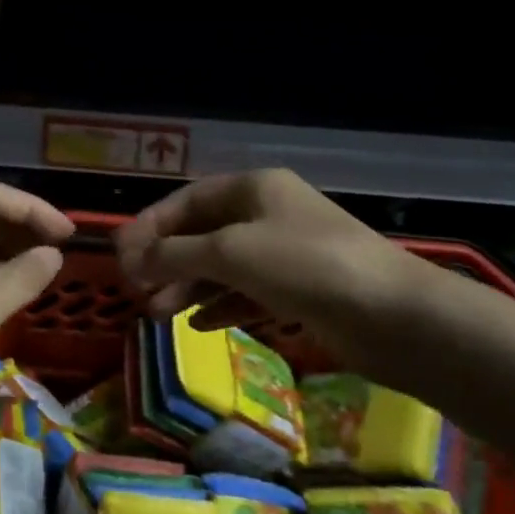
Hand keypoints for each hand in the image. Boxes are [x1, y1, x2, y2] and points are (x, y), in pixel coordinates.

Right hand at [115, 169, 426, 332]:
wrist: (394, 316)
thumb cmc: (305, 266)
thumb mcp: (231, 252)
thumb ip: (176, 254)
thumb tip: (132, 259)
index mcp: (253, 188)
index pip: (186, 200)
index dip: (150, 227)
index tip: (120, 258)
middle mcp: (268, 213)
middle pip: (203, 233)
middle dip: (167, 262)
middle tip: (136, 292)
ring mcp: (286, 253)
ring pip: (223, 266)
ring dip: (188, 287)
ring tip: (157, 314)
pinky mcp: (301, 290)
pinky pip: (248, 293)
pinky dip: (221, 306)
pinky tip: (198, 326)